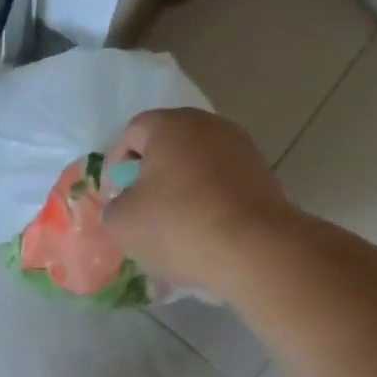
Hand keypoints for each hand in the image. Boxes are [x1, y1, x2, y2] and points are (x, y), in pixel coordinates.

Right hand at [102, 108, 296, 295]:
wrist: (252, 250)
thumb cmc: (176, 225)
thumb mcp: (120, 221)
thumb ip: (114, 206)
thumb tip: (127, 205)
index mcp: (172, 126)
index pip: (132, 132)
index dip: (116, 163)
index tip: (113, 196)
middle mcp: (210, 128)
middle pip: (168, 149)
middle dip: (150, 179)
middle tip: (138, 213)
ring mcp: (242, 152)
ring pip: (196, 171)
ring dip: (179, 196)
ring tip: (169, 234)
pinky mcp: (263, 180)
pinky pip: (221, 191)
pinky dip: (206, 210)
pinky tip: (198, 241)